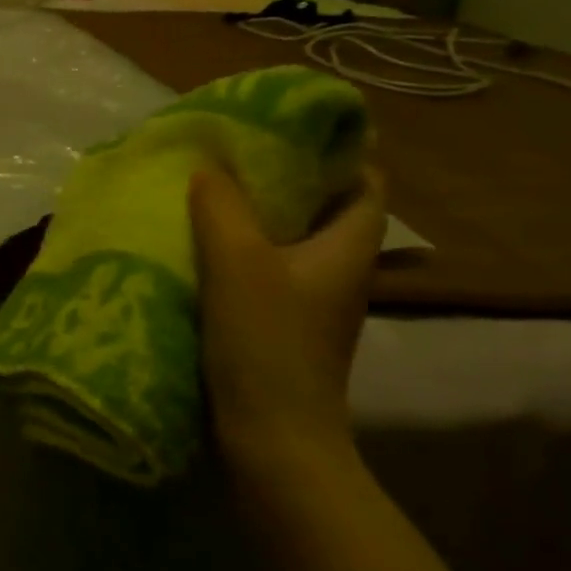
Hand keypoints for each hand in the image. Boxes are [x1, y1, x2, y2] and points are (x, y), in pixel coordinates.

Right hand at [189, 165, 385, 481]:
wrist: (272, 441)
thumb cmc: (267, 344)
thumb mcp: (238, 261)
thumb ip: (221, 205)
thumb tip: (210, 167)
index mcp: (347, 248)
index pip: (367, 183)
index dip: (342, 151)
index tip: (294, 129)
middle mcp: (339, 271)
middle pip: (325, 208)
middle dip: (288, 177)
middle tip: (238, 153)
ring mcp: (312, 302)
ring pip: (292, 239)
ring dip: (259, 214)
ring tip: (213, 189)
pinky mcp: (283, 326)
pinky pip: (268, 270)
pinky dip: (242, 250)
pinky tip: (203, 245)